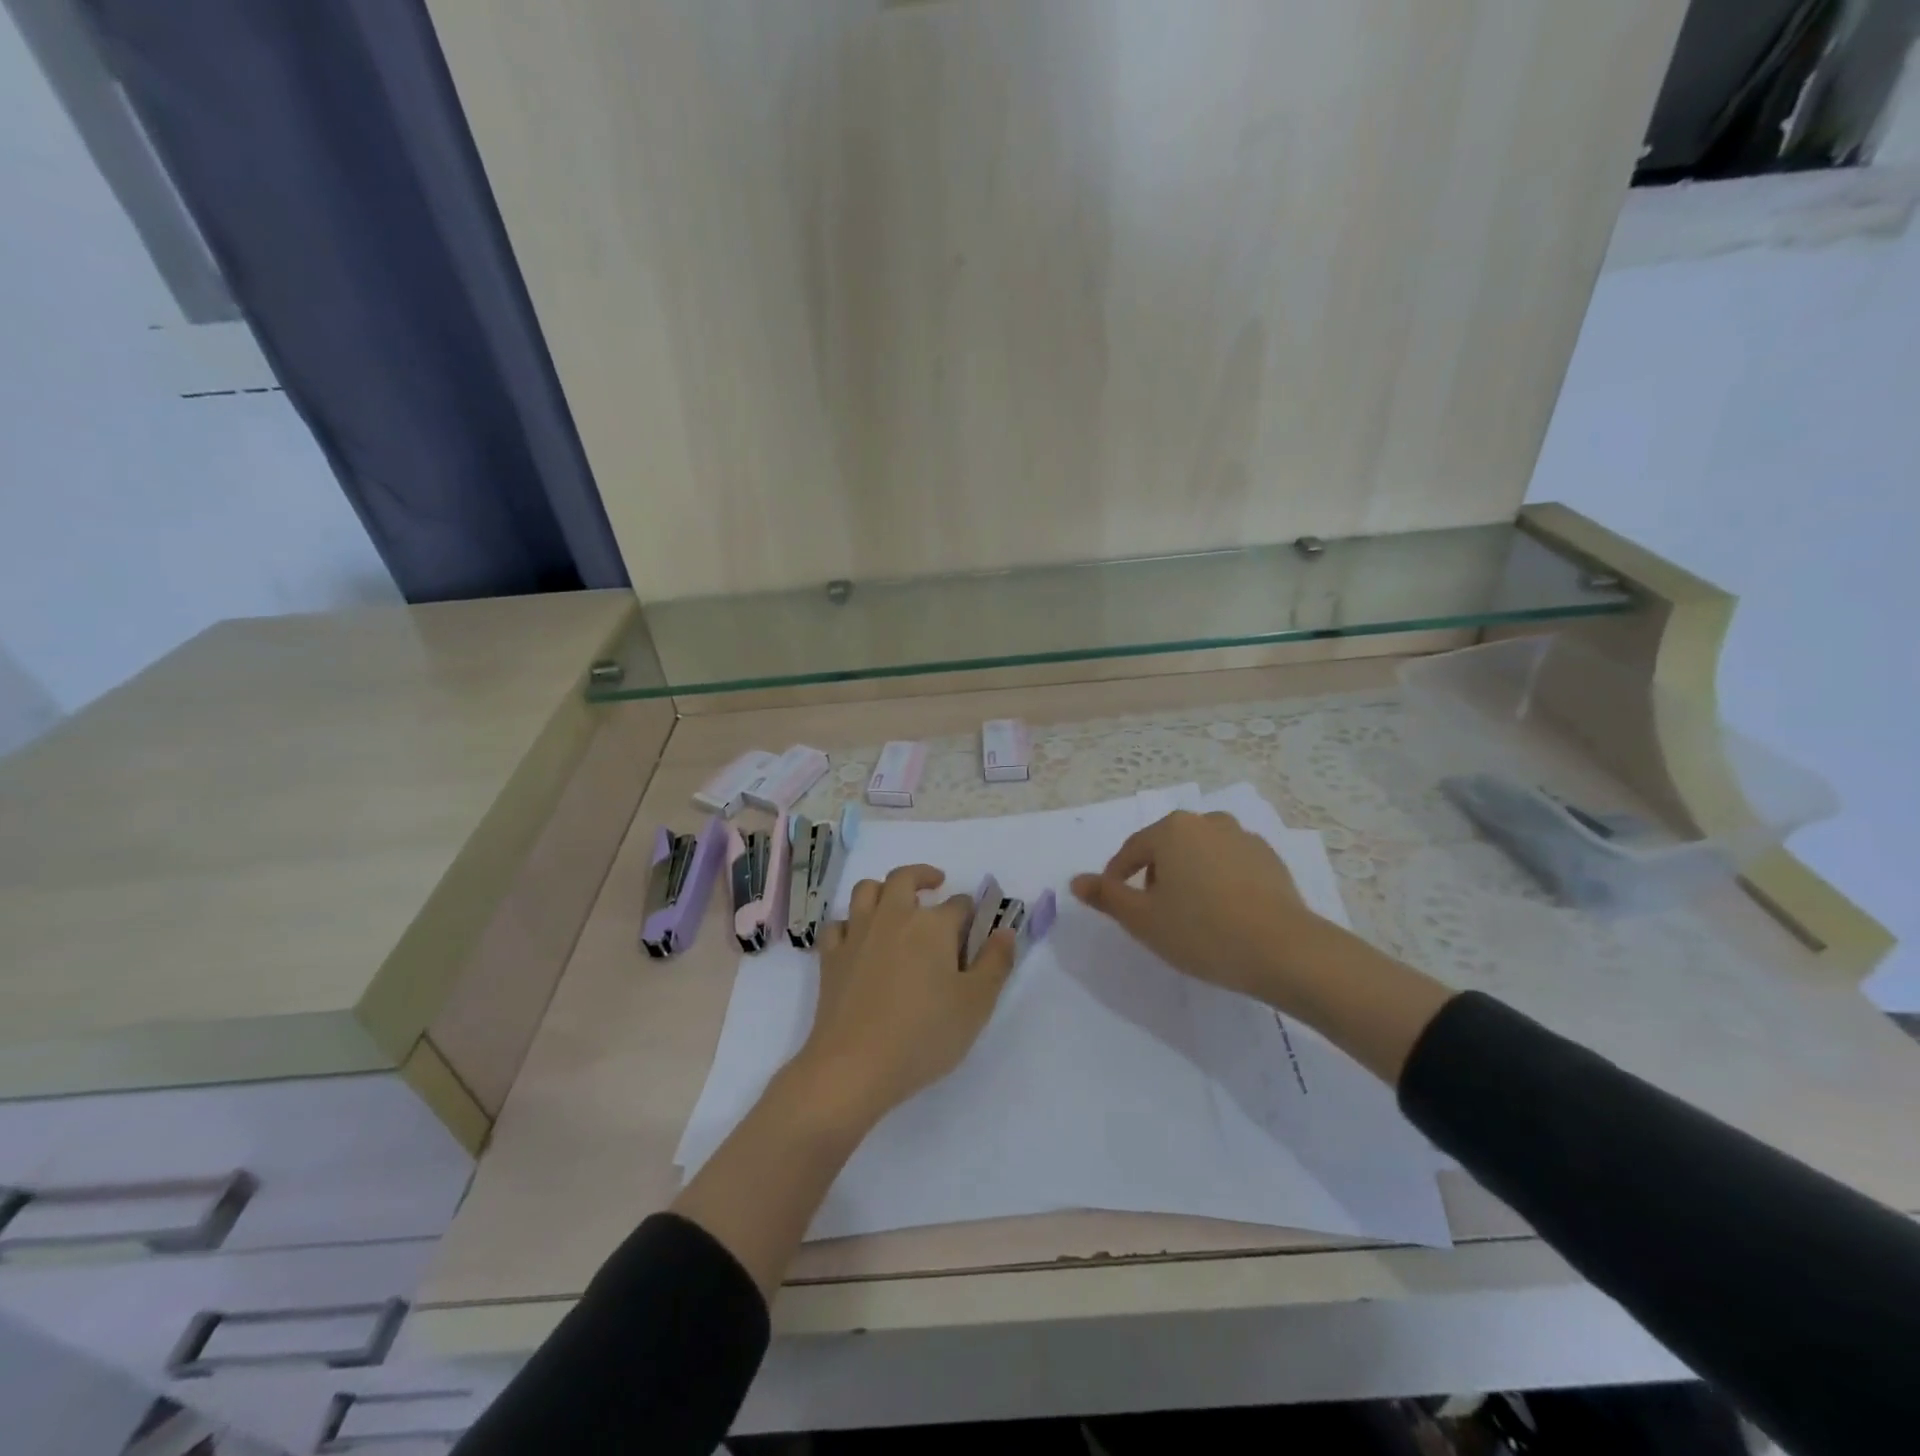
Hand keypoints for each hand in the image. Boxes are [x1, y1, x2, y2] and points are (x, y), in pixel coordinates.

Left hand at [794, 864, 1016, 1124]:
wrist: (855, 1065)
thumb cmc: (924, 1034)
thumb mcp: (976, 1004)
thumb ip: (995, 963)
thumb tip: (1005, 932)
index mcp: (933, 925)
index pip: (959, 904)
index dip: (970, 912)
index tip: (976, 926)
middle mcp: (893, 916)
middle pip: (905, 878)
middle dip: (923, 876)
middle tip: (935, 884)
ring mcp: (857, 933)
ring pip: (866, 891)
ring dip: (883, 889)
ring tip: (895, 902)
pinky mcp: (831, 956)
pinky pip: (839, 924)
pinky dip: (850, 923)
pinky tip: (858, 938)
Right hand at [1071, 810, 1336, 1007]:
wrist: (1286, 951)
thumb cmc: (1202, 932)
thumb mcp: (1143, 919)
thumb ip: (1107, 896)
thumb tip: (1076, 881)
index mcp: (1172, 830)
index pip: (1131, 851)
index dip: (1117, 879)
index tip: (1117, 906)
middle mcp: (1207, 822)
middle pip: (1166, 848)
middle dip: (1154, 877)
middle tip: (1155, 915)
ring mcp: (1243, 838)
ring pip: (1199, 855)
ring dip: (1187, 878)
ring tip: (1191, 916)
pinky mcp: (1270, 859)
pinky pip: (1229, 866)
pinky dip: (1218, 883)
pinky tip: (1224, 915)